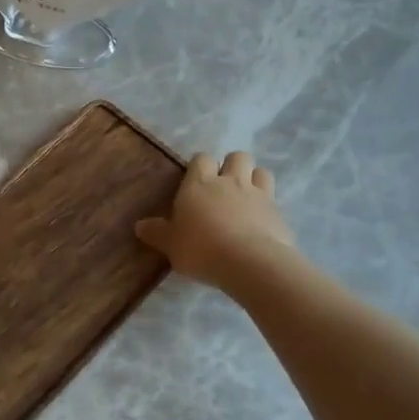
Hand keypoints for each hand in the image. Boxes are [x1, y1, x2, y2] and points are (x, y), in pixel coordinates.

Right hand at [136, 151, 294, 289]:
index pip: (201, 159)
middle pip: (237, 156)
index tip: (195, 182)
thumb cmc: (201, 249)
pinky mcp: (279, 212)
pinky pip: (274, 200)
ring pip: (261, 171)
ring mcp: (258, 194)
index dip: (199, 167)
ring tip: (246, 199)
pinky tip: (261, 224)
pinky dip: (268, 207)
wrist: (250, 263)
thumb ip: (157, 233)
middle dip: (231, 166)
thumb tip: (140, 225)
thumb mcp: (171, 245)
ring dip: (254, 179)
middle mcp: (230, 181)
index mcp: (199, 184)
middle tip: (223, 187)